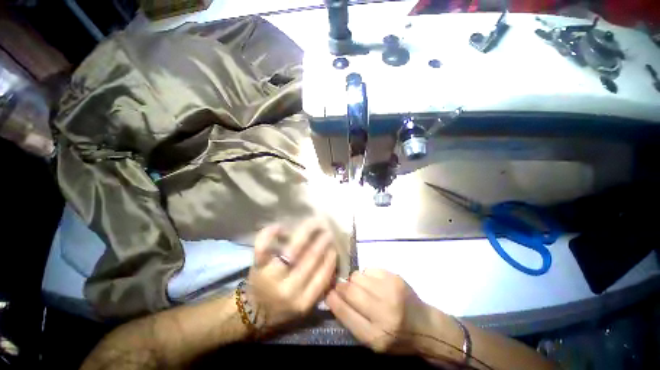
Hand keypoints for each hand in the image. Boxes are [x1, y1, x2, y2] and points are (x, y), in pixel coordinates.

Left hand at [247, 219, 336, 331]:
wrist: (252, 311)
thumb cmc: (282, 306)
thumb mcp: (305, 304)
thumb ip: (320, 286)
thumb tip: (332, 258)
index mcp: (303, 301)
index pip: (323, 275)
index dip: (331, 257)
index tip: (335, 246)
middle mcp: (289, 289)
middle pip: (311, 257)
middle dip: (322, 240)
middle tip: (328, 230)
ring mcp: (271, 276)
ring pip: (293, 249)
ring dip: (306, 233)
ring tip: (315, 223)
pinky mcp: (257, 267)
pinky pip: (263, 247)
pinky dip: (270, 234)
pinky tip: (280, 226)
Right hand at [326, 269, 429, 353]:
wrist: (425, 325)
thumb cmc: (396, 337)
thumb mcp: (373, 341)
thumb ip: (352, 320)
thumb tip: (333, 296)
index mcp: (375, 336)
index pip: (345, 313)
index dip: (332, 300)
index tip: (328, 293)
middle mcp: (383, 312)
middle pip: (350, 291)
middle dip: (341, 287)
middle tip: (342, 287)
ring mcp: (390, 291)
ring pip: (358, 276)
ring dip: (354, 281)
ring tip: (362, 288)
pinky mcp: (395, 277)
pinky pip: (369, 269)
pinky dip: (366, 275)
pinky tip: (373, 283)